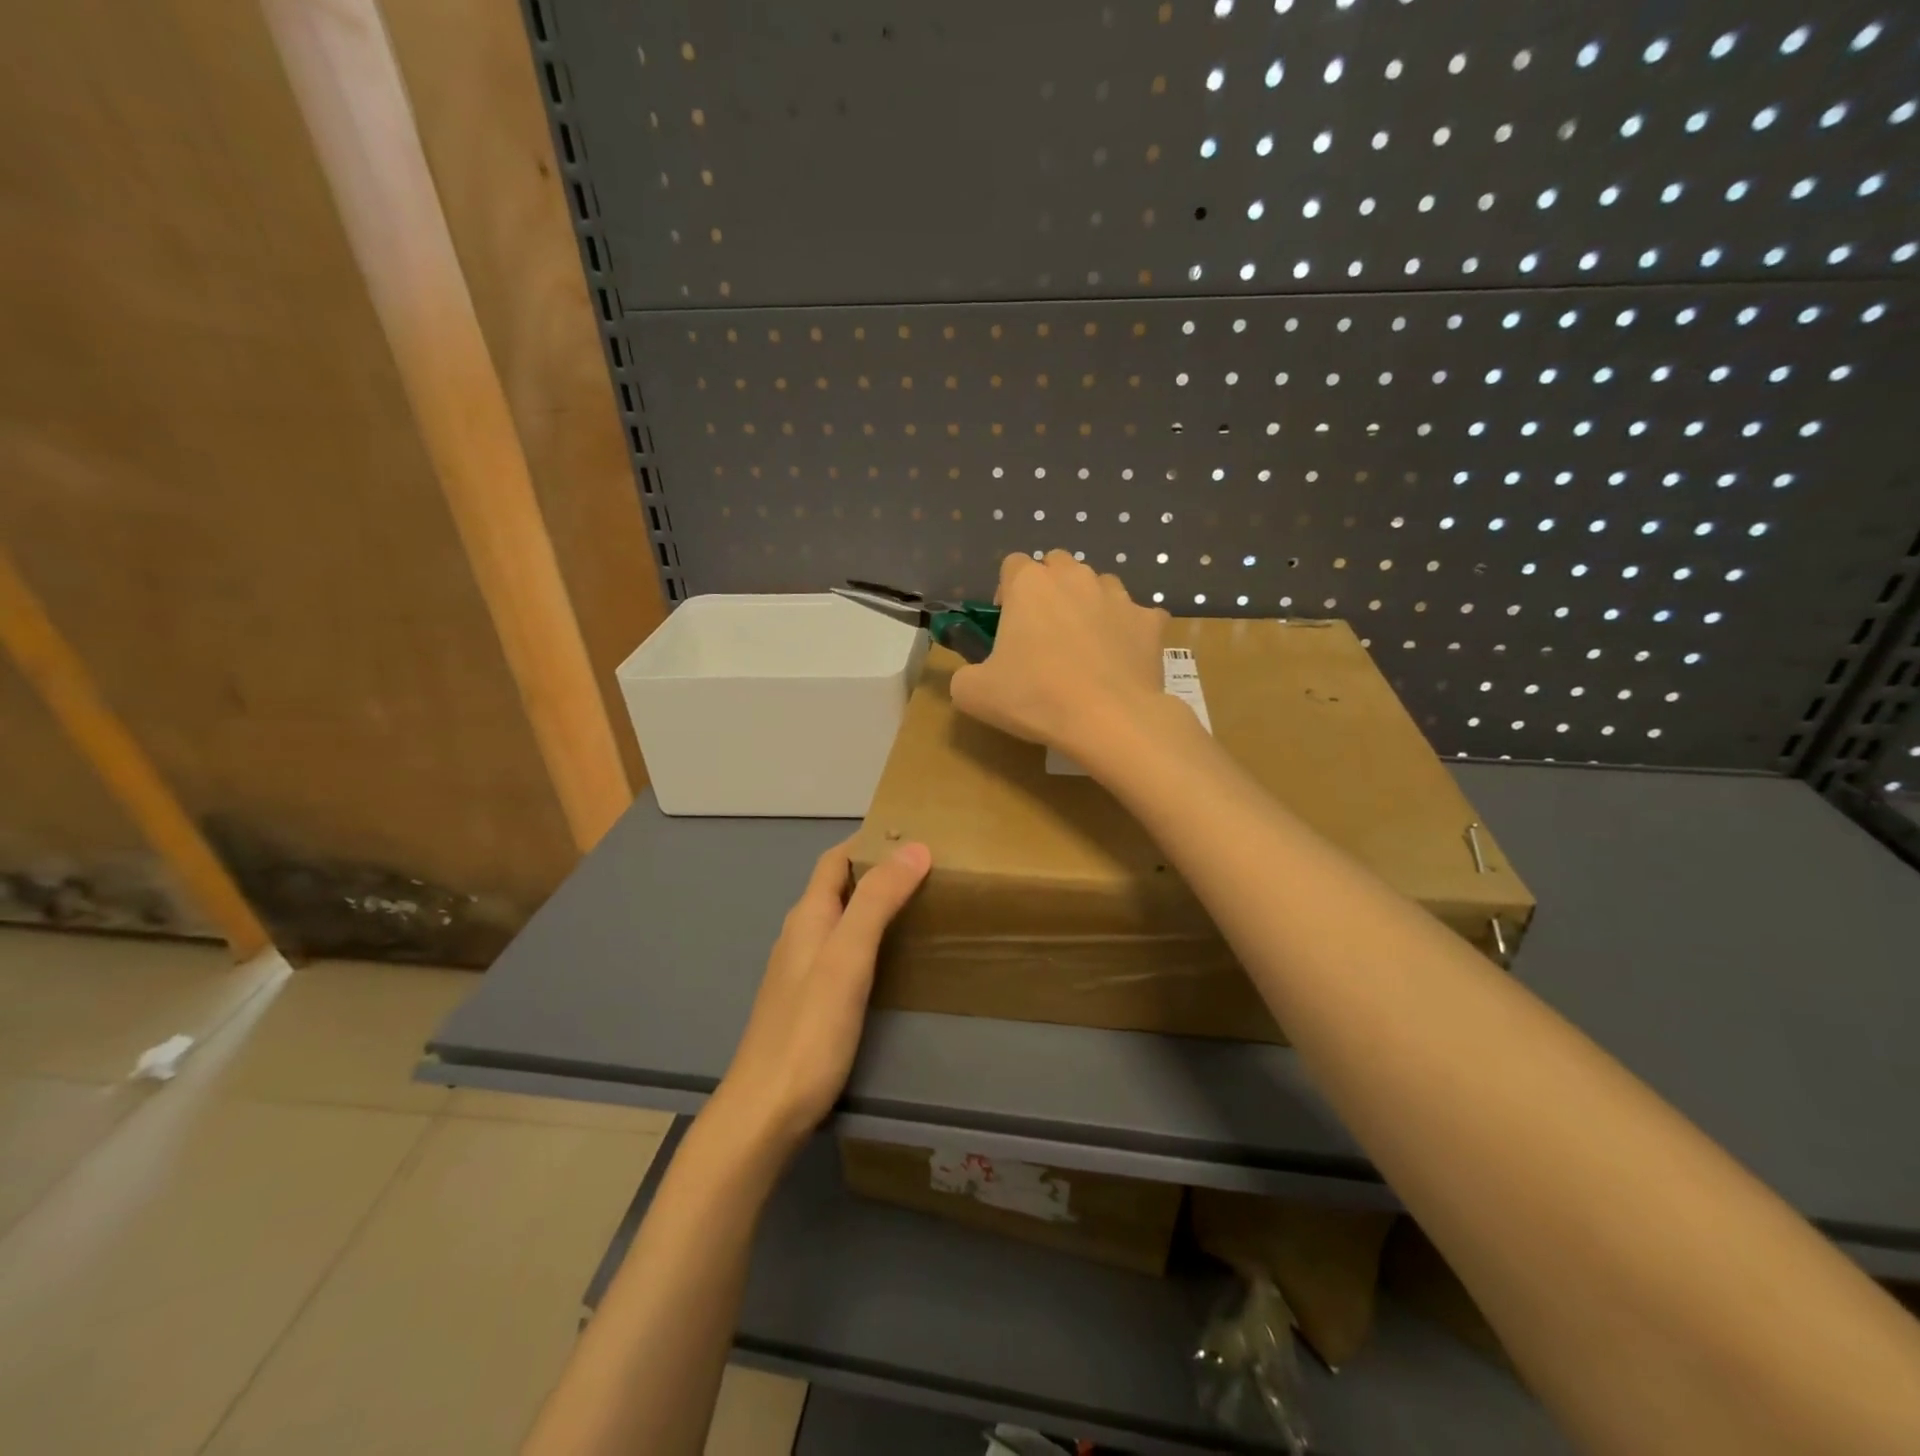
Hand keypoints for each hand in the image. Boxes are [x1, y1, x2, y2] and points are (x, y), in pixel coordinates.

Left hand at [710, 839, 931, 1154]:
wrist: (765, 1110)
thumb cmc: (809, 1029)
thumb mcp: (849, 957)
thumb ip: (878, 901)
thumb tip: (915, 848)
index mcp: (807, 916)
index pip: (835, 860)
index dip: (867, 841)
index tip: (911, 833)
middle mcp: (800, 935)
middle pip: (838, 887)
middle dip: (876, 870)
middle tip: (927, 870)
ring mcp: (801, 971)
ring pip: (840, 920)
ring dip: (873, 904)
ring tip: (918, 906)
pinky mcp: (809, 1003)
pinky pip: (841, 952)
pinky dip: (868, 939)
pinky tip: (890, 958)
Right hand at [951, 550, 1169, 757]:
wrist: (1109, 720)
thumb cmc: (1035, 698)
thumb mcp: (974, 694)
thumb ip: (965, 675)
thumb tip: (972, 676)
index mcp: (1030, 584)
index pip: (1012, 565)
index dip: (1007, 592)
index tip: (1007, 625)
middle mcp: (1075, 577)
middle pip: (1058, 565)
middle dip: (1050, 589)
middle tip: (1044, 632)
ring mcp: (1118, 596)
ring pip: (1099, 585)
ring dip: (1089, 604)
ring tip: (1084, 645)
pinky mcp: (1150, 621)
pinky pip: (1137, 617)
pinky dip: (1127, 631)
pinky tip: (1120, 660)